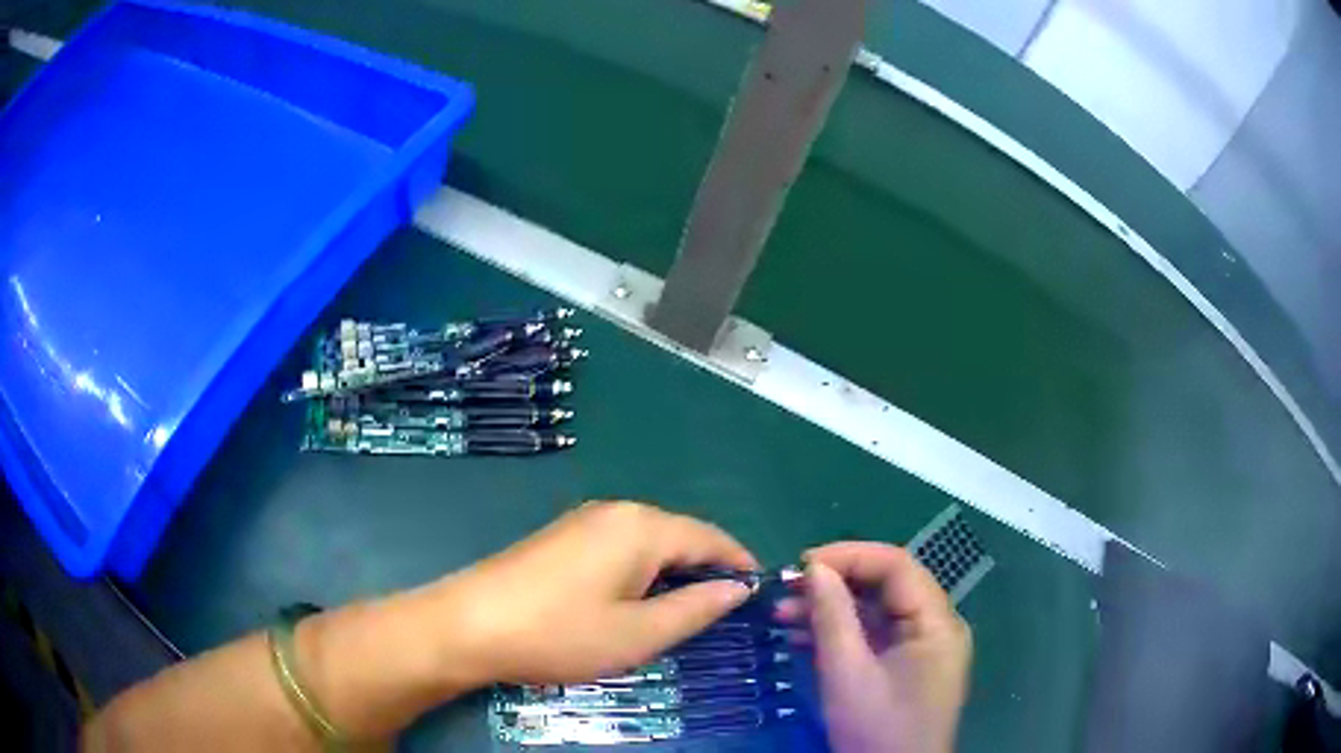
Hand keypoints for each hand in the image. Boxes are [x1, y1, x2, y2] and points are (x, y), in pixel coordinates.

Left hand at [439, 501, 758, 685]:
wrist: (469, 625)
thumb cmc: (561, 633)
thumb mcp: (639, 634)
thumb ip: (696, 609)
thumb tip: (737, 588)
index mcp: (642, 527)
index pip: (709, 537)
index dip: (738, 562)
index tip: (759, 591)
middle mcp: (616, 512)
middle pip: (679, 535)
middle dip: (705, 570)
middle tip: (722, 612)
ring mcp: (584, 521)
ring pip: (649, 542)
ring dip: (672, 573)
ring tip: (683, 613)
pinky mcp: (562, 538)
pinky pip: (620, 547)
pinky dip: (642, 572)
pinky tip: (634, 602)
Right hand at [775, 543, 971, 752]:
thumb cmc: (877, 728)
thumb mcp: (848, 673)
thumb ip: (833, 616)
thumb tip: (815, 568)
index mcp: (936, 622)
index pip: (897, 566)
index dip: (850, 555)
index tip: (802, 564)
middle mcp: (935, 627)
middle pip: (887, 587)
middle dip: (835, 584)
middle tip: (786, 590)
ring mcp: (921, 649)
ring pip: (876, 612)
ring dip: (831, 609)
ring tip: (781, 615)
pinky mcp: (905, 668)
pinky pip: (873, 637)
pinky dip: (839, 634)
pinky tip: (800, 637)